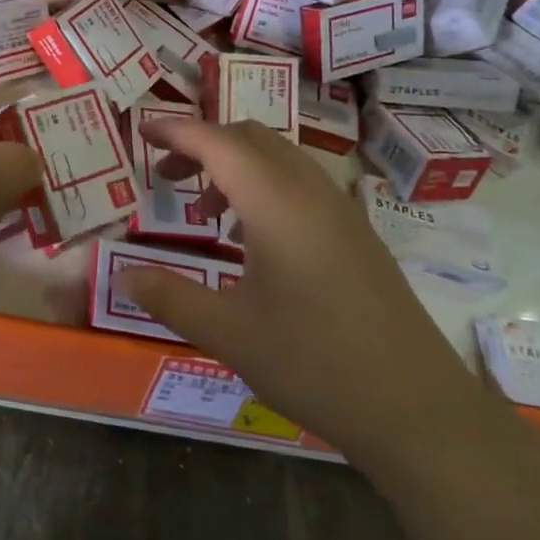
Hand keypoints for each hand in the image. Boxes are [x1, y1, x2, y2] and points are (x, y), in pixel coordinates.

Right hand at [115, 117, 470, 453]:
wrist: (416, 408)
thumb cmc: (313, 362)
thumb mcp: (227, 332)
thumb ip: (169, 296)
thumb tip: (122, 275)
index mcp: (275, 202)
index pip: (217, 142)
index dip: (175, 131)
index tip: (141, 132)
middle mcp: (309, 191)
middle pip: (250, 138)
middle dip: (203, 144)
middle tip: (166, 177)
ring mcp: (340, 210)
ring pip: (279, 158)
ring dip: (235, 166)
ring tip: (205, 211)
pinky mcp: (357, 234)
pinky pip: (301, 184)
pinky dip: (264, 187)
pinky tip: (252, 240)